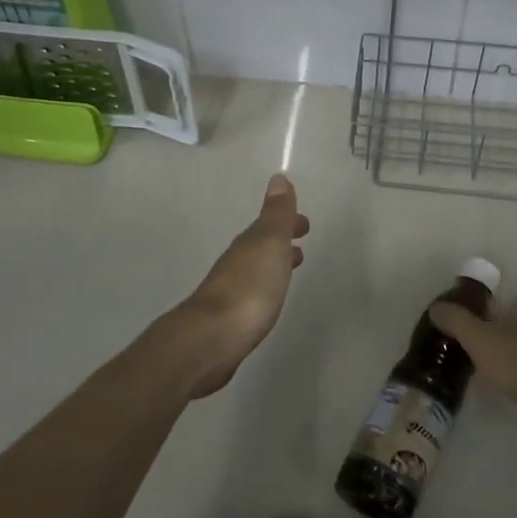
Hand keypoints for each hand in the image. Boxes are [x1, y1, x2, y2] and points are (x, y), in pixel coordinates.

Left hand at [159, 174, 309, 398]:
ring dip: (274, 263)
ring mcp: (230, 292)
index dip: (287, 221)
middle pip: (261, 245)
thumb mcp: (268, 243)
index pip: (269, 224)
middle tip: (301, 243)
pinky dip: (266, 287)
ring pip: (257, 268)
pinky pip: (253, 292)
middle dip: (281, 241)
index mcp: (248, 244)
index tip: (305, 224)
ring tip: (292, 266)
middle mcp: (236, 263)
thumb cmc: (249, 288)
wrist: (212, 339)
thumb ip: (276, 214)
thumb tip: (278, 178)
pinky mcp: (229, 319)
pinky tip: (269, 299)